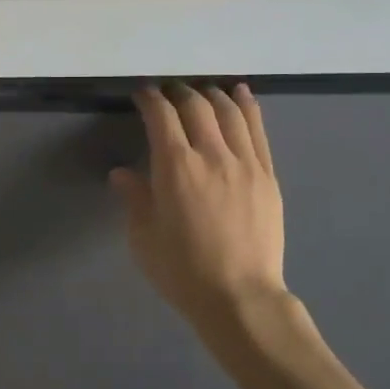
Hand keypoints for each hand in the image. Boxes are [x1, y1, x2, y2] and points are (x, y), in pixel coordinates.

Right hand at [111, 83, 287, 326]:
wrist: (240, 297)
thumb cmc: (182, 271)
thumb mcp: (144, 238)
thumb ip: (135, 199)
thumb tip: (122, 174)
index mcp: (176, 167)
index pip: (161, 116)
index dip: (149, 98)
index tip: (141, 94)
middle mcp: (212, 155)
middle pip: (196, 106)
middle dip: (178, 92)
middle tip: (167, 92)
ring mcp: (245, 163)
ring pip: (229, 111)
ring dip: (211, 94)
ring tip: (201, 91)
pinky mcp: (267, 175)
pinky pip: (258, 130)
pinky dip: (247, 106)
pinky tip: (240, 95)